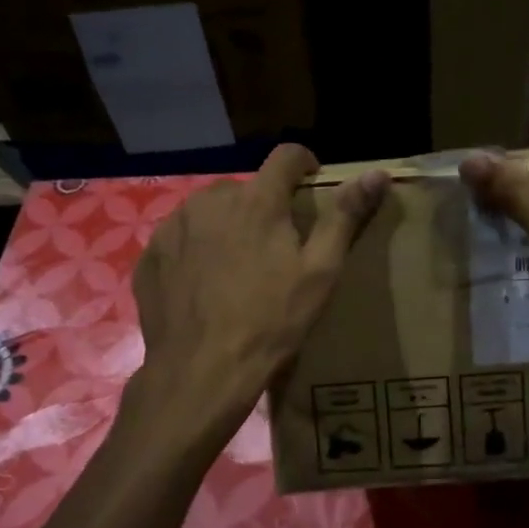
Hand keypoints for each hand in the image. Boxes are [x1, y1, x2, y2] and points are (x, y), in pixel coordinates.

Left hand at [129, 143, 388, 444]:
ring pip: (210, 211)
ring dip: (227, 226)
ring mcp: (174, 226)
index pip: (286, 156)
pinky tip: (205, 285)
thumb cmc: (271, 322)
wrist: (200, 372)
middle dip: (263, 207)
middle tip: (274, 248)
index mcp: (257, 201)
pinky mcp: (151, 253)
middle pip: (246, 188)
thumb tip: (377, 173)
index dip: (304, 164)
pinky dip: (196, 249)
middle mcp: (210, 200)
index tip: (311, 185)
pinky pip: (181, 237)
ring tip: (237, 268)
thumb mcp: (320, 273)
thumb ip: (345, 217)